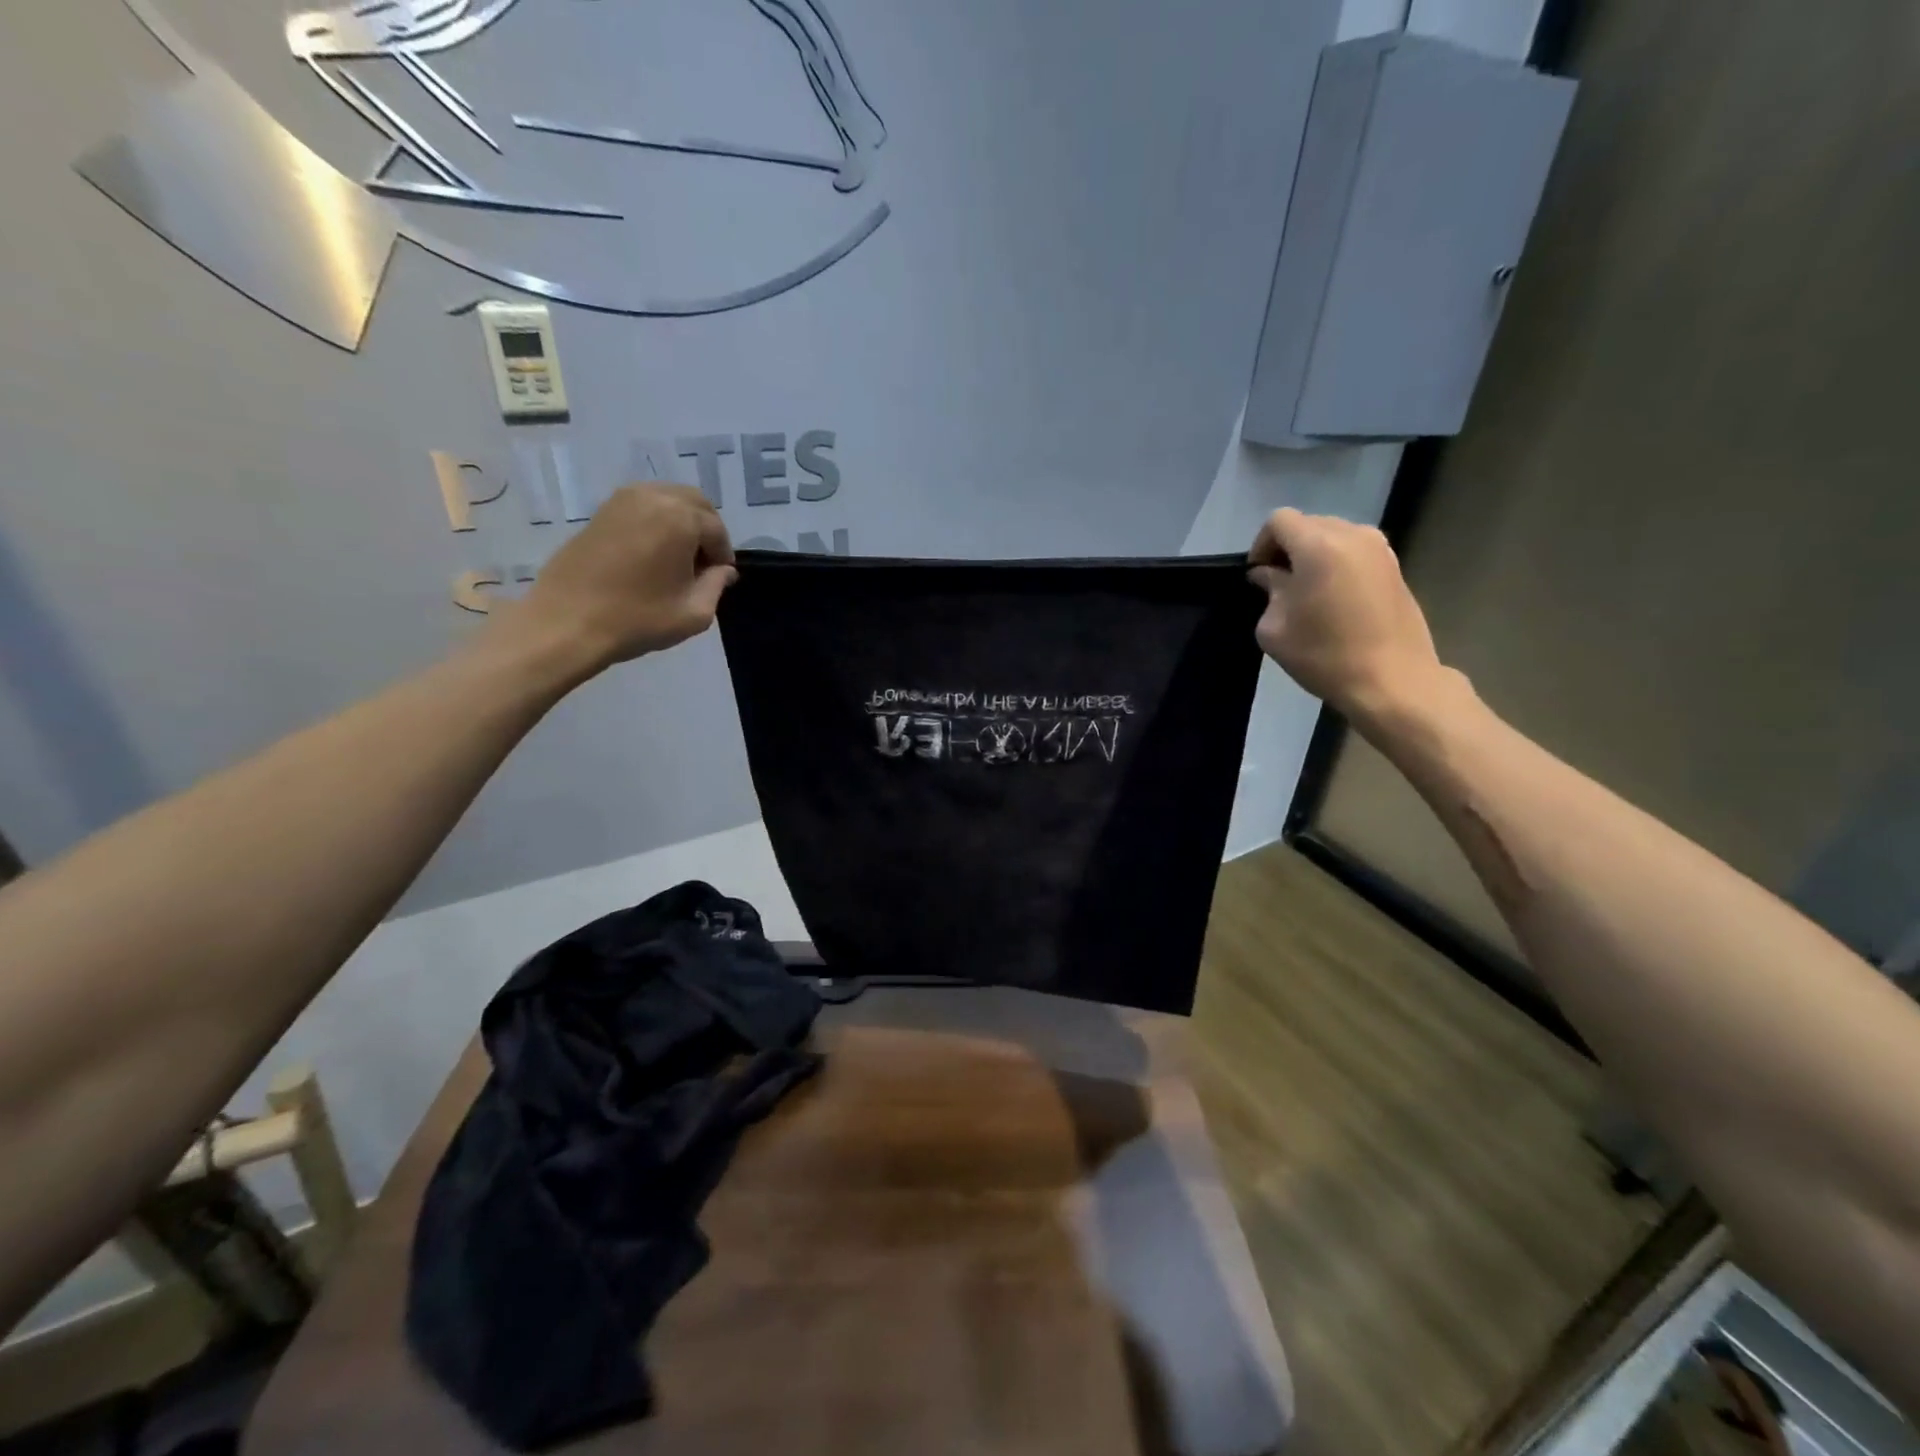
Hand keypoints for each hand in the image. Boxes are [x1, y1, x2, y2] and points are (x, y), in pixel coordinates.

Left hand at [495, 484, 736, 677]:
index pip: (717, 530)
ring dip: (681, 523)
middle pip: (695, 503)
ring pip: (668, 500)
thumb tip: (723, 570)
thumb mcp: (694, 612)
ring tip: (676, 560)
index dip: (723, 555)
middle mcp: (654, 497)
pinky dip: (656, 522)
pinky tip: (651, 555)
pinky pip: (643, 506)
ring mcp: (623, 500)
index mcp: (681, 518)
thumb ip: (716, 585)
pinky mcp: (602, 511)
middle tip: (703, 565)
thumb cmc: (638, 619)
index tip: (719, 579)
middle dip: (706, 530)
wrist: (567, 622)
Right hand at [1247, 508, 1449, 726]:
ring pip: (1334, 536)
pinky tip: (1333, 599)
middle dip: (1288, 548)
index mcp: (1318, 545)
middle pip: (1308, 524)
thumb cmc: (1324, 655)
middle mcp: (1353, 535)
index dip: (1261, 545)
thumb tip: (1270, 575)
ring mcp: (1380, 549)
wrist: (1392, 680)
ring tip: (1307, 591)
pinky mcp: (1395, 567)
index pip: (1279, 521)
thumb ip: (1269, 591)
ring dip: (1313, 555)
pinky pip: (1355, 552)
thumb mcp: (1275, 629)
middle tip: (1278, 584)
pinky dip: (1337, 564)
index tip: (1257, 576)